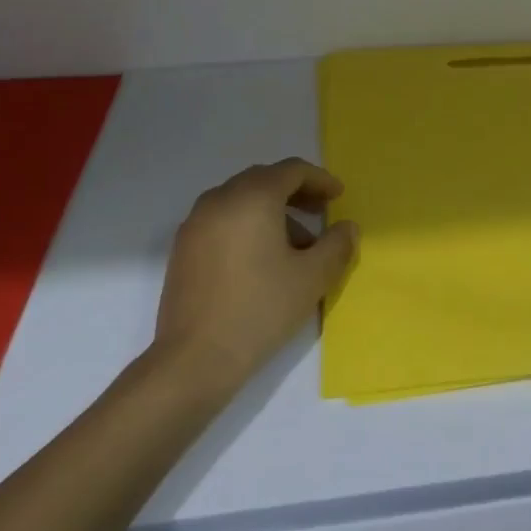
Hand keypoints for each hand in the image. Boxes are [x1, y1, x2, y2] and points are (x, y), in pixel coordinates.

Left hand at [152, 158, 357, 393]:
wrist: (193, 359)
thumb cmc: (259, 310)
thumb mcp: (311, 278)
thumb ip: (337, 246)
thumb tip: (347, 227)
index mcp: (252, 197)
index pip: (291, 170)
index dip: (319, 179)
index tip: (338, 196)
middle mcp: (220, 199)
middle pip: (263, 180)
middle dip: (295, 191)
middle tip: (320, 211)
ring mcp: (196, 222)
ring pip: (241, 200)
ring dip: (271, 211)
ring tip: (296, 246)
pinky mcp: (183, 247)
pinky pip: (222, 219)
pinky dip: (247, 224)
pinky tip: (261, 259)